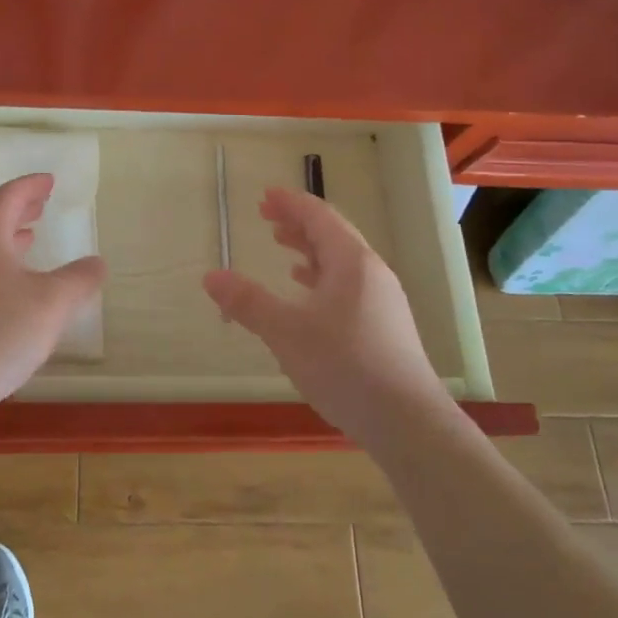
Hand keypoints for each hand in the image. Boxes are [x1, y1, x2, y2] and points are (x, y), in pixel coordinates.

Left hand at [0, 173, 106, 421]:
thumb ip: (78, 280)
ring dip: (5, 238)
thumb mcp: (51, 305)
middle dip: (18, 209)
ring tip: (28, 239)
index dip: (31, 186)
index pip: (8, 197)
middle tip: (42, 204)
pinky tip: (6, 287)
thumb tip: (97, 262)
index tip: (50, 181)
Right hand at [203, 187, 451, 451]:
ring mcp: (382, 300)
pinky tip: (307, 292)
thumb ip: (247, 302)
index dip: (290, 203)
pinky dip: (322, 277)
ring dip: (310, 249)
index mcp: (351, 262)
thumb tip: (210, 276)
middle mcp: (371, 273)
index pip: (319, 216)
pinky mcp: (384, 326)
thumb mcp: (286, 332)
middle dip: (298, 222)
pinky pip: (348, 284)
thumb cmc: (345, 366)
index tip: (265, 195)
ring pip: (341, 261)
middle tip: (266, 217)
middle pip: (332, 234)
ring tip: (282, 246)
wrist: (407, 422)